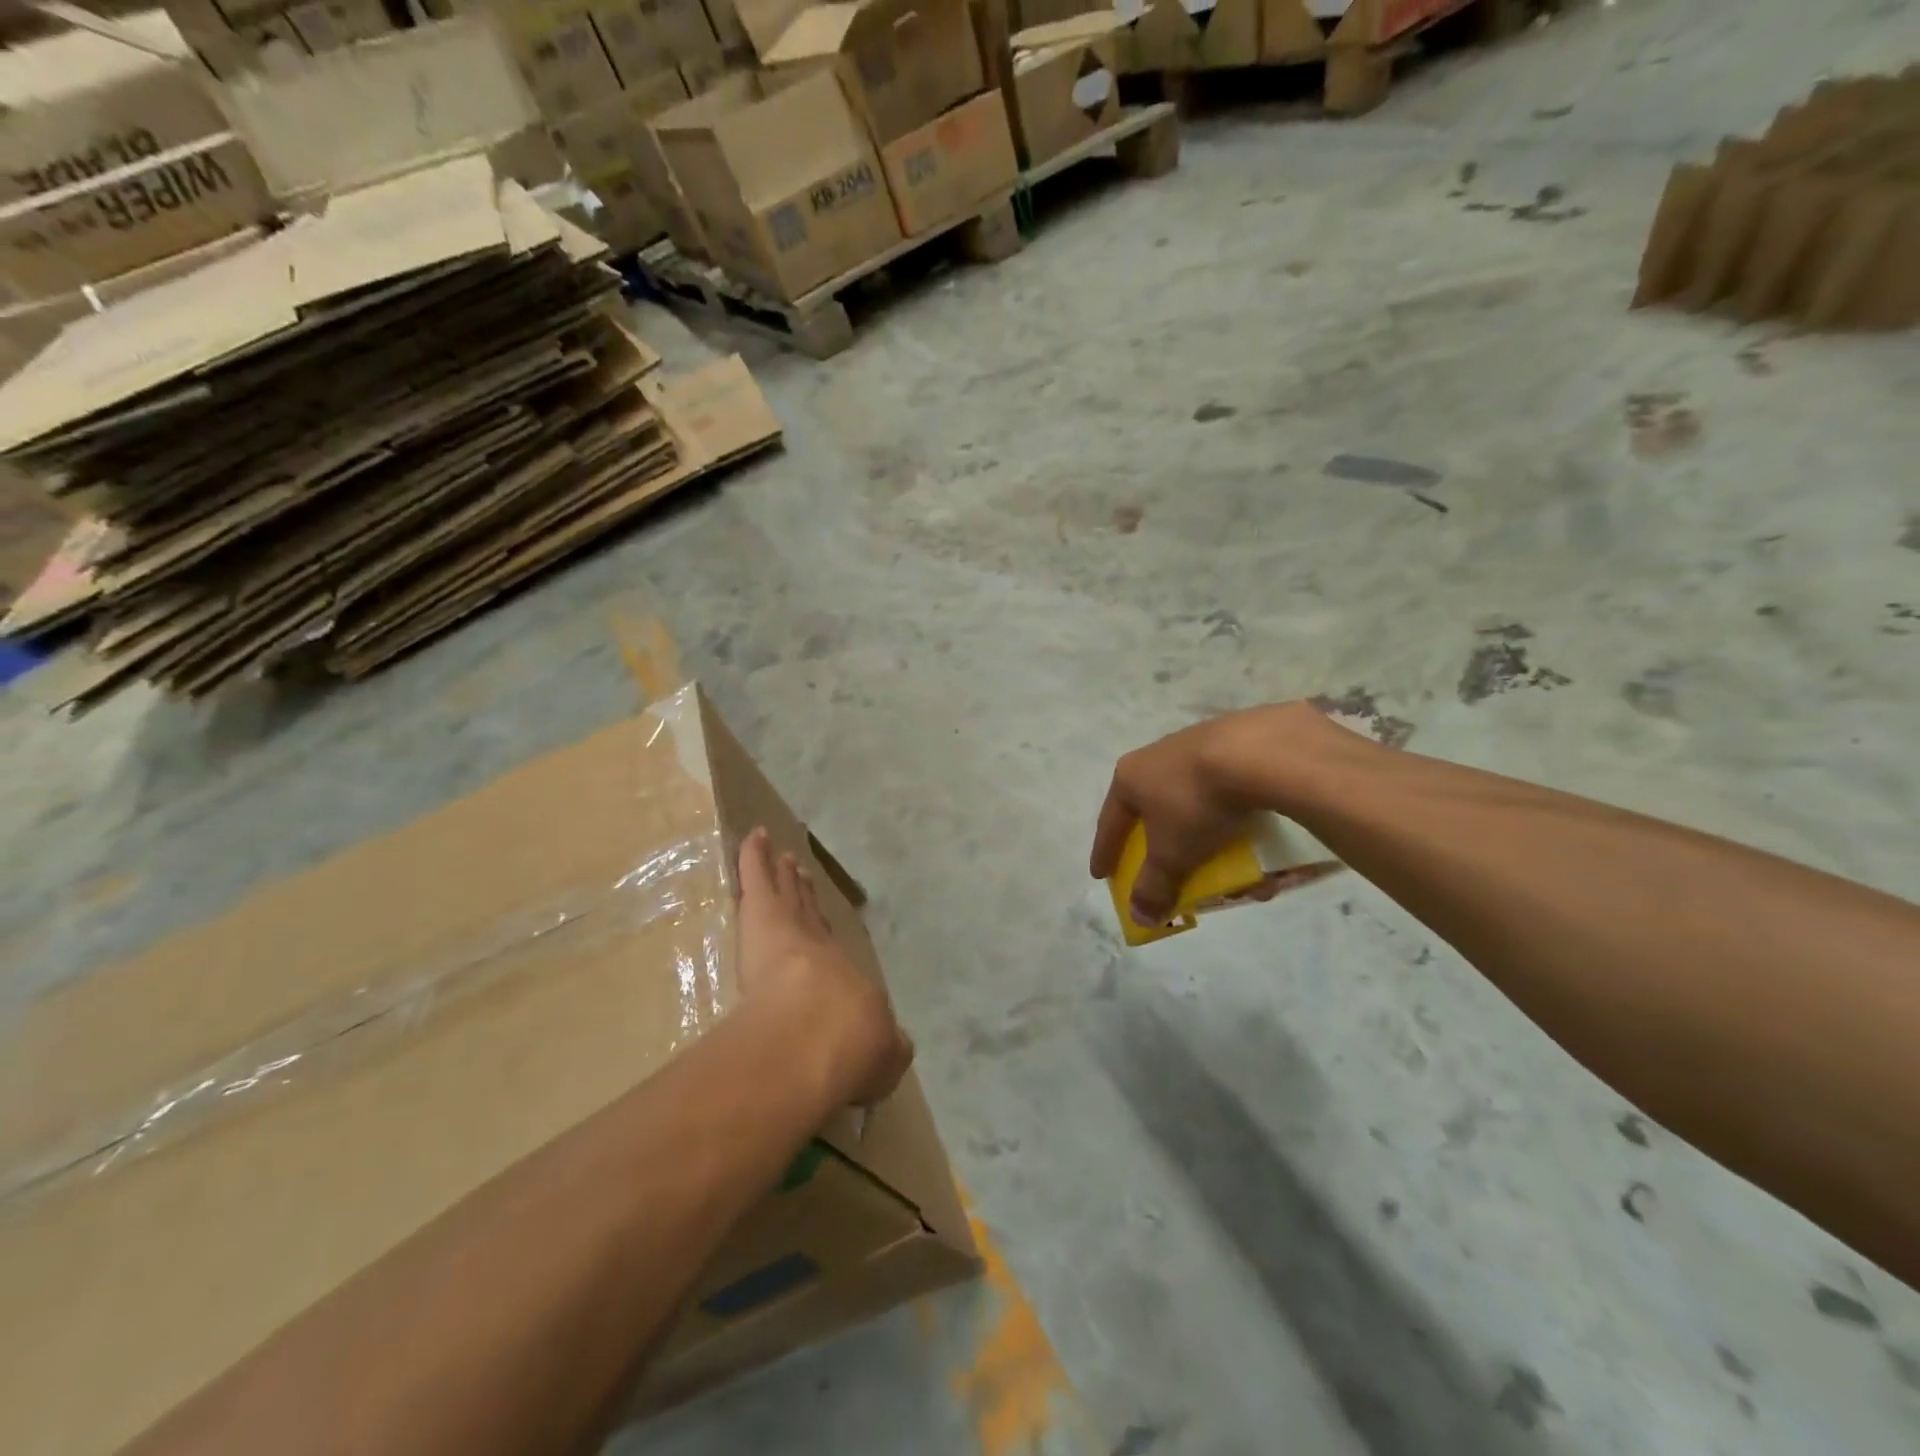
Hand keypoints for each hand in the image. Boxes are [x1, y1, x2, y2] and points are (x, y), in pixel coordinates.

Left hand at [736, 827, 912, 1107]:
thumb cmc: (851, 1049)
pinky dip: (756, 856)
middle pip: (810, 917)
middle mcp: (822, 950)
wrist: (820, 1034)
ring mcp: (792, 929)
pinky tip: (754, 835)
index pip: (834, 957)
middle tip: (802, 877)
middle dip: (806, 898)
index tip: (823, 932)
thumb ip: (888, 1049)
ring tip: (784, 859)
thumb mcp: (883, 1058)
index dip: (827, 941)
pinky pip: (758, 877)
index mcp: (847, 984)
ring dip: (785, 877)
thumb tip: (896, 1046)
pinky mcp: (764, 915)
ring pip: (787, 896)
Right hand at [1090, 704, 1313, 925]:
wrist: (1257, 752)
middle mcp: (1156, 756)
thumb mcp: (1171, 854)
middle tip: (1161, 866)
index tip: (1101, 875)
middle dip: (1159, 844)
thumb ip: (1153, 887)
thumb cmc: (1196, 804)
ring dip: (1202, 832)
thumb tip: (1139, 917)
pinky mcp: (1234, 742)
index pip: (1109, 823)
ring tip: (1218, 856)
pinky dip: (1232, 815)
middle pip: (1151, 810)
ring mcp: (1195, 745)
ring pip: (1192, 800)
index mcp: (1130, 777)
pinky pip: (1226, 790)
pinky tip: (1250, 830)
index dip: (1105, 853)